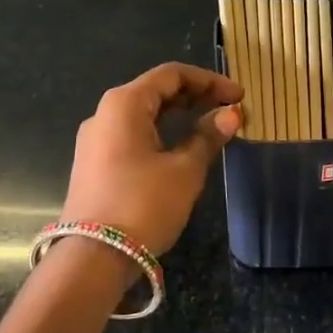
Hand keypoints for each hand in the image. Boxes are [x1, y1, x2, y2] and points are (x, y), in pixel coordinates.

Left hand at [60, 63, 241, 253]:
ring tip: (212, 126)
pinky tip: (182, 148)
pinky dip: (162, 133)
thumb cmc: (143, 205)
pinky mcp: (95, 164)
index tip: (239, 96)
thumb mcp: (184, 171)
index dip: (209, 81)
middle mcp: (105, 114)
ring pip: (144, 114)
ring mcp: (96, 141)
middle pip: (155, 91)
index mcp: (124, 104)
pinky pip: (133, 135)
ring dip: (179, 116)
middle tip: (230, 110)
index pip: (171, 75)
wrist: (93, 257)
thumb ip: (208, 137)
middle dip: (195, 96)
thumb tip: (231, 115)